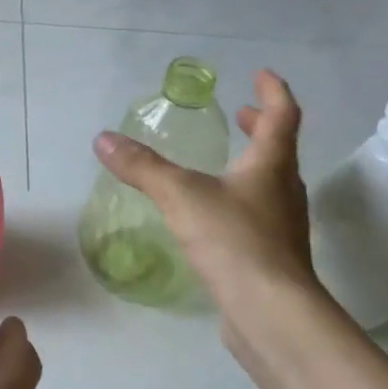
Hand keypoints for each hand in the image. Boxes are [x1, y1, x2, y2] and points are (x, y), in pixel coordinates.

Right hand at [93, 69, 319, 302]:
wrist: (271, 314)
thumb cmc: (234, 241)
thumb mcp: (181, 195)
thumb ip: (143, 167)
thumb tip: (103, 139)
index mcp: (271, 166)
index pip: (281, 116)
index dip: (273, 92)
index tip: (262, 74)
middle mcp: (284, 191)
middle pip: (279, 149)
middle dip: (260, 127)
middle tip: (240, 114)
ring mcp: (282, 226)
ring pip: (271, 183)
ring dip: (252, 164)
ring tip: (225, 161)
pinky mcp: (273, 257)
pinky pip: (259, 215)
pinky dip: (241, 199)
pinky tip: (216, 215)